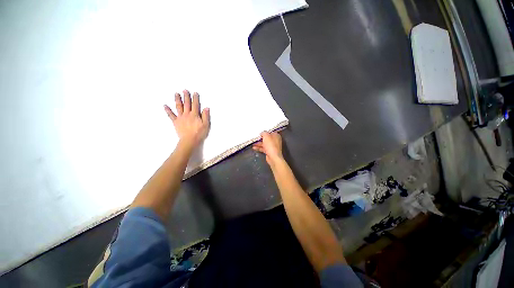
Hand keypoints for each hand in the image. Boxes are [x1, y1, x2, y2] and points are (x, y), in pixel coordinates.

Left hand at [164, 90, 209, 147]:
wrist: (189, 140)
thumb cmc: (199, 133)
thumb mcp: (206, 125)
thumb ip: (205, 116)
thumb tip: (206, 107)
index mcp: (195, 115)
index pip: (195, 105)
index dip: (195, 98)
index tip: (195, 93)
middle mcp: (187, 114)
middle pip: (187, 104)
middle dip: (186, 96)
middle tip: (184, 90)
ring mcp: (180, 117)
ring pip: (178, 107)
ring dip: (177, 100)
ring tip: (176, 94)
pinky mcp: (176, 122)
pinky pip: (171, 115)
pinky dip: (168, 110)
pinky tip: (165, 105)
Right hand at [252, 131, 283, 164]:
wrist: (273, 157)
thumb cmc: (271, 145)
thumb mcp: (266, 136)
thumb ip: (263, 133)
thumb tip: (262, 133)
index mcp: (276, 136)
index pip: (270, 132)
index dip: (264, 132)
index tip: (259, 132)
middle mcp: (275, 141)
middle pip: (267, 138)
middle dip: (260, 138)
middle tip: (255, 138)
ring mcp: (272, 146)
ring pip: (264, 144)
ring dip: (258, 143)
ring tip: (253, 143)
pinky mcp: (270, 151)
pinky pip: (264, 148)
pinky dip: (259, 148)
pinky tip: (254, 148)